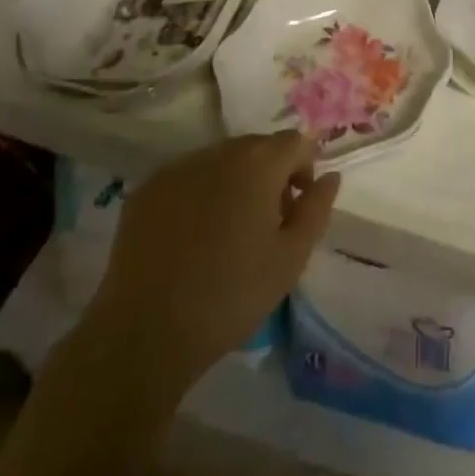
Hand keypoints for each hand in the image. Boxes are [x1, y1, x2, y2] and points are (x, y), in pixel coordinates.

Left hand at [84, 132, 339, 394]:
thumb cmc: (231, 295)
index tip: (296, 209)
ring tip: (226, 233)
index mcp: (258, 163)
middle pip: (256, 147)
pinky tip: (191, 238)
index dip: (303, 170)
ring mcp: (176, 168)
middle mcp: (217, 152)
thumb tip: (329, 176)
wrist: (145, 333)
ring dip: (232, 183)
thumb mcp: (291, 258)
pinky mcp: (145, 190)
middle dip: (269, 175)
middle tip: (265, 224)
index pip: (295, 142)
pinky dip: (197, 195)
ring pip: (219, 161)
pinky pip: (185, 178)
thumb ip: (317, 209)